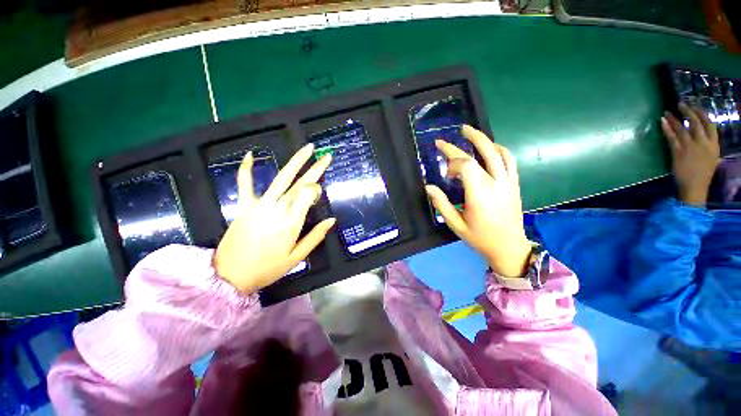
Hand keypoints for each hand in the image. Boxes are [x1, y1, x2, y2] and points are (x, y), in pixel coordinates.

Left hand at [214, 144, 335, 292]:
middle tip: (326, 156)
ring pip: (281, 178)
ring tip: (307, 149)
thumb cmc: (267, 268)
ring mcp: (259, 205)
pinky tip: (251, 154)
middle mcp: (278, 209)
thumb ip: (316, 237)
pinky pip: (245, 183)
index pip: (308, 195)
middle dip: (315, 168)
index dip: (316, 190)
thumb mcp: (297, 257)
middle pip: (300, 183)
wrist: (229, 276)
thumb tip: (332, 220)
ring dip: (295, 161)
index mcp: (291, 222)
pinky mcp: (244, 206)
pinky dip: (247, 169)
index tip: (319, 193)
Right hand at [425, 125, 531, 277]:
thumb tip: (428, 187)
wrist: (509, 247)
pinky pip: (509, 160)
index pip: (465, 166)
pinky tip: (489, 147)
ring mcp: (508, 182)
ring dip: (481, 139)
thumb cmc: (480, 238)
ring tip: (468, 131)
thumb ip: (441, 204)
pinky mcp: (514, 183)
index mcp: (479, 194)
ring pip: (497, 152)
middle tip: (443, 141)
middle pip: (478, 155)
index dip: (451, 164)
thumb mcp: (456, 224)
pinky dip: (498, 149)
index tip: (445, 175)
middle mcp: (495, 183)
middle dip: (458, 146)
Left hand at [661, 103, 719, 205]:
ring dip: (674, 118)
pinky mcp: (678, 152)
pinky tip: (662, 121)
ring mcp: (691, 147)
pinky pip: (671, 137)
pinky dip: (667, 128)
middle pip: (696, 123)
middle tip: (680, 103)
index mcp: (714, 145)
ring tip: (667, 111)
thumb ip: (708, 145)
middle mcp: (704, 143)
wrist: (694, 187)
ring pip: (682, 128)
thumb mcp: (712, 157)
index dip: (703, 113)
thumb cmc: (703, 174)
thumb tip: (702, 134)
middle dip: (688, 111)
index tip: (696, 106)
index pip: (710, 124)